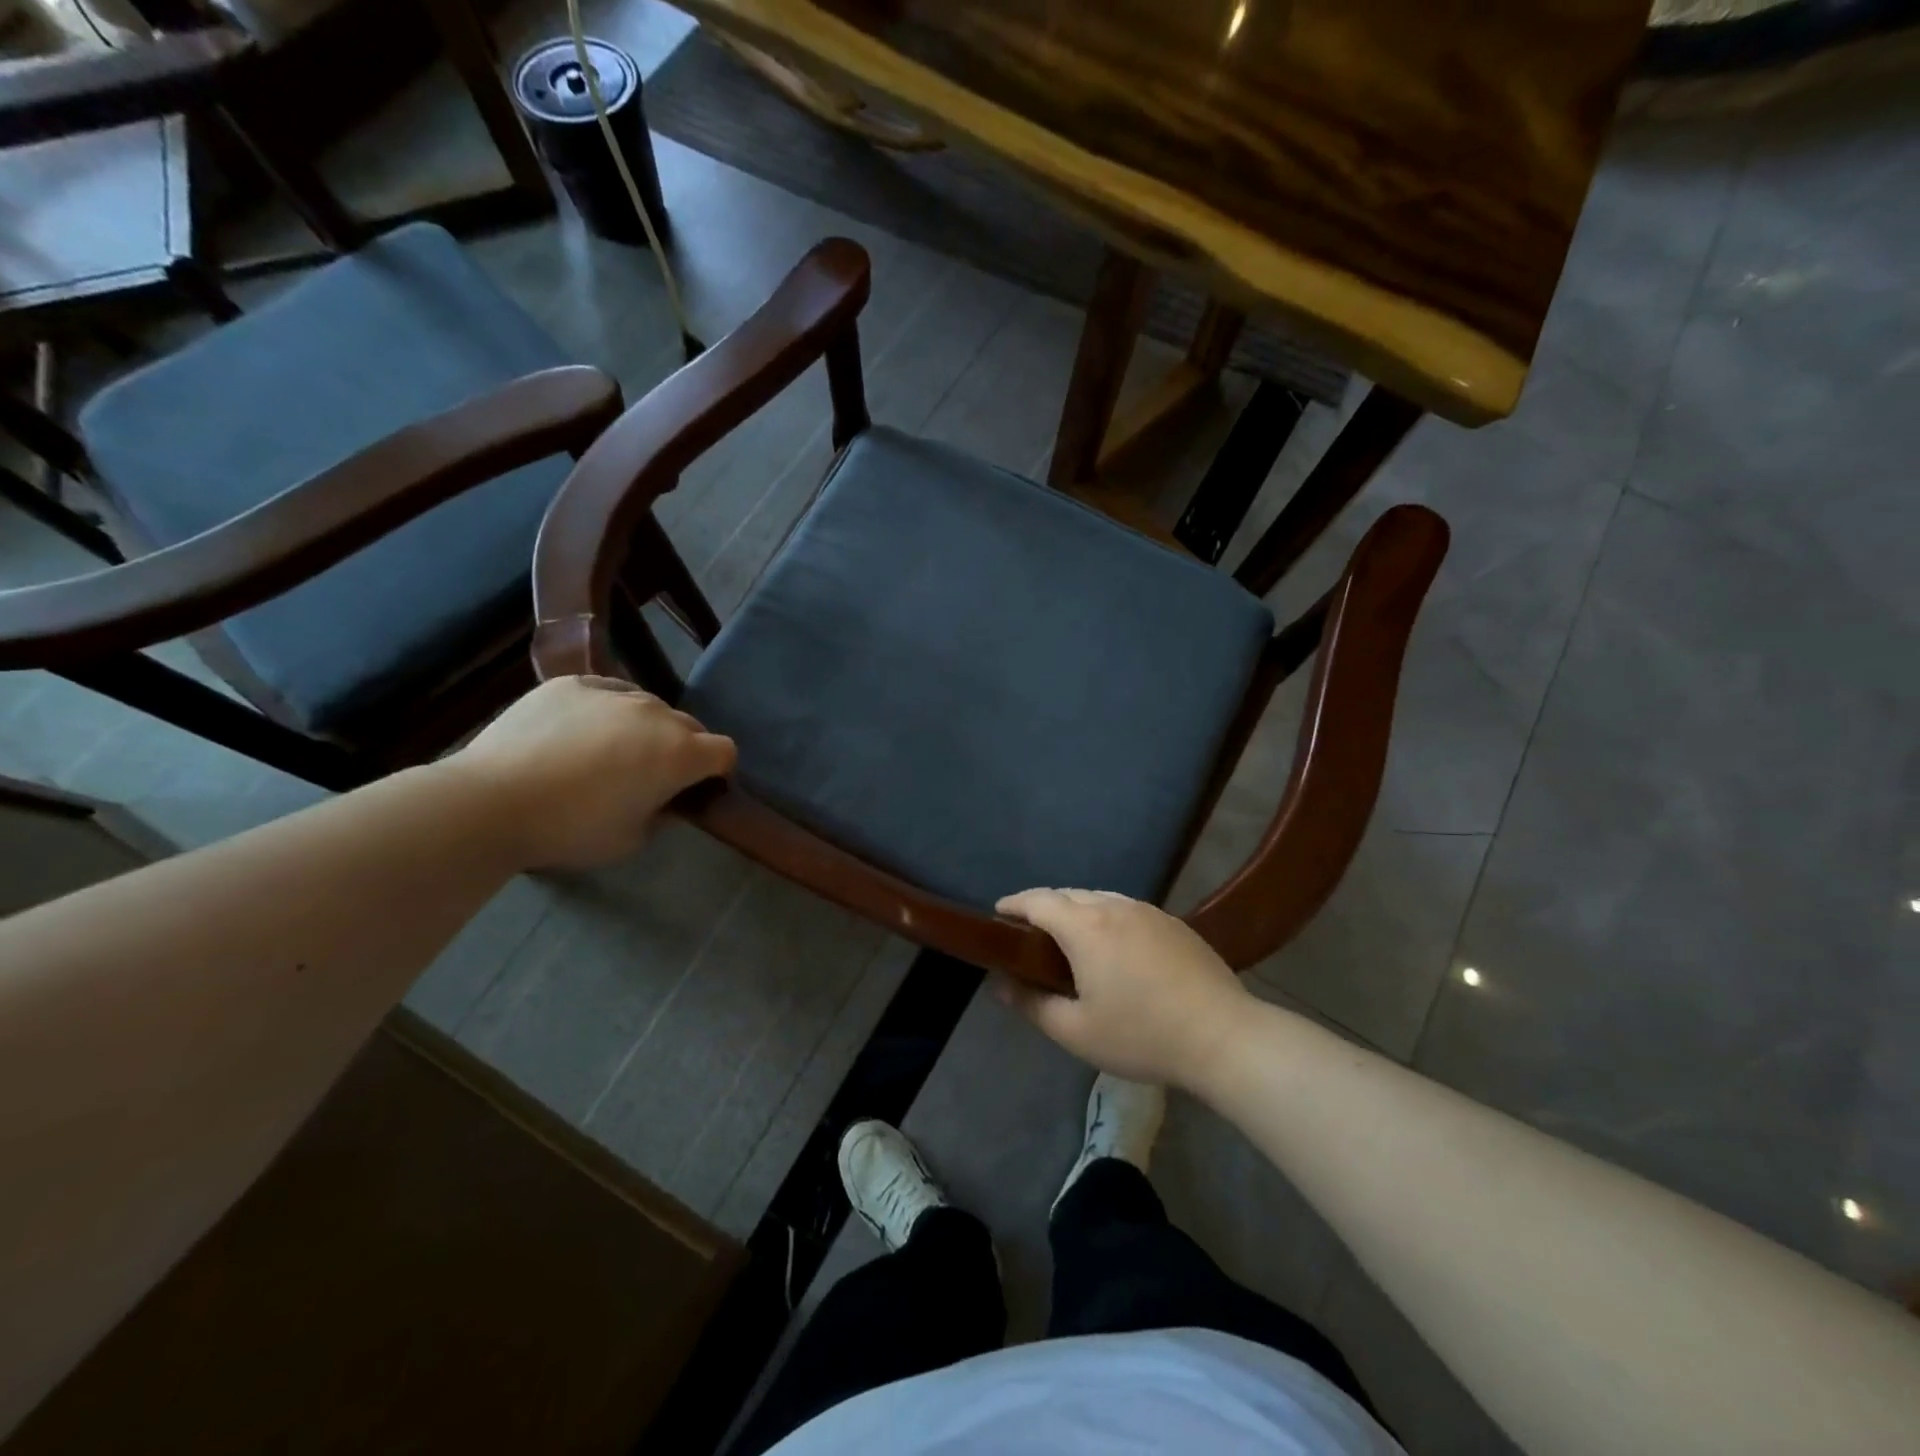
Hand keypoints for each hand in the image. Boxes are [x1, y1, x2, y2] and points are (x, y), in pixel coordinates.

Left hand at [450, 676, 735, 868]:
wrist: (491, 802)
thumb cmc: (571, 829)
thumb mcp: (632, 840)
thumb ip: (662, 814)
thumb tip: (667, 800)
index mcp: (679, 753)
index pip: (725, 751)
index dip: (718, 772)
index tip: (698, 789)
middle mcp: (656, 714)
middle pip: (690, 725)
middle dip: (683, 748)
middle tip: (652, 776)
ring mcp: (613, 692)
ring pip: (648, 706)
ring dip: (644, 727)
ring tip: (610, 752)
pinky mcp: (571, 684)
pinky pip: (606, 692)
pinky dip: (605, 710)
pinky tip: (578, 732)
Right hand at [994, 888, 1251, 1089]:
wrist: (1223, 1036)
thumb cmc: (1142, 1035)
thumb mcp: (1076, 1032)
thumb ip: (1032, 1005)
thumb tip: (1000, 985)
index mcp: (1086, 927)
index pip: (1038, 900)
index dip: (1014, 904)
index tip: (998, 914)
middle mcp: (1114, 906)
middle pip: (1068, 894)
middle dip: (1043, 907)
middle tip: (1030, 934)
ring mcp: (1148, 911)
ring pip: (1099, 898)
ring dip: (1076, 910)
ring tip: (1069, 939)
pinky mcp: (1173, 922)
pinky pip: (1126, 908)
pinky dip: (1106, 917)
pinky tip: (1113, 947)